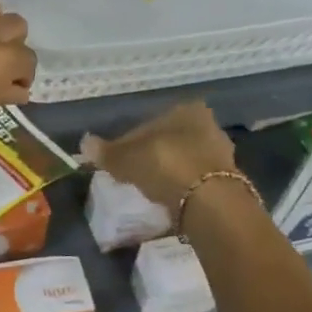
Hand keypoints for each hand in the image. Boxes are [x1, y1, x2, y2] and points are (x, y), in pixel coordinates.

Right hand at [81, 102, 238, 213]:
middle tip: (131, 174)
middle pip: (168, 140)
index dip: (128, 142)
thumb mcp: (126, 158)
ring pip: (183, 159)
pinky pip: (194, 180)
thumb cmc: (165, 165)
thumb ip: (106, 152)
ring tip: (148, 189)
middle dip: (151, 155)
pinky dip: (180, 187)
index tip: (116, 160)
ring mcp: (221, 153)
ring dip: (167, 172)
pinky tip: (167, 199)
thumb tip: (85, 143)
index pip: (148, 124)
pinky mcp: (227, 181)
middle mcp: (208, 125)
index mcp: (186, 110)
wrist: (208, 201)